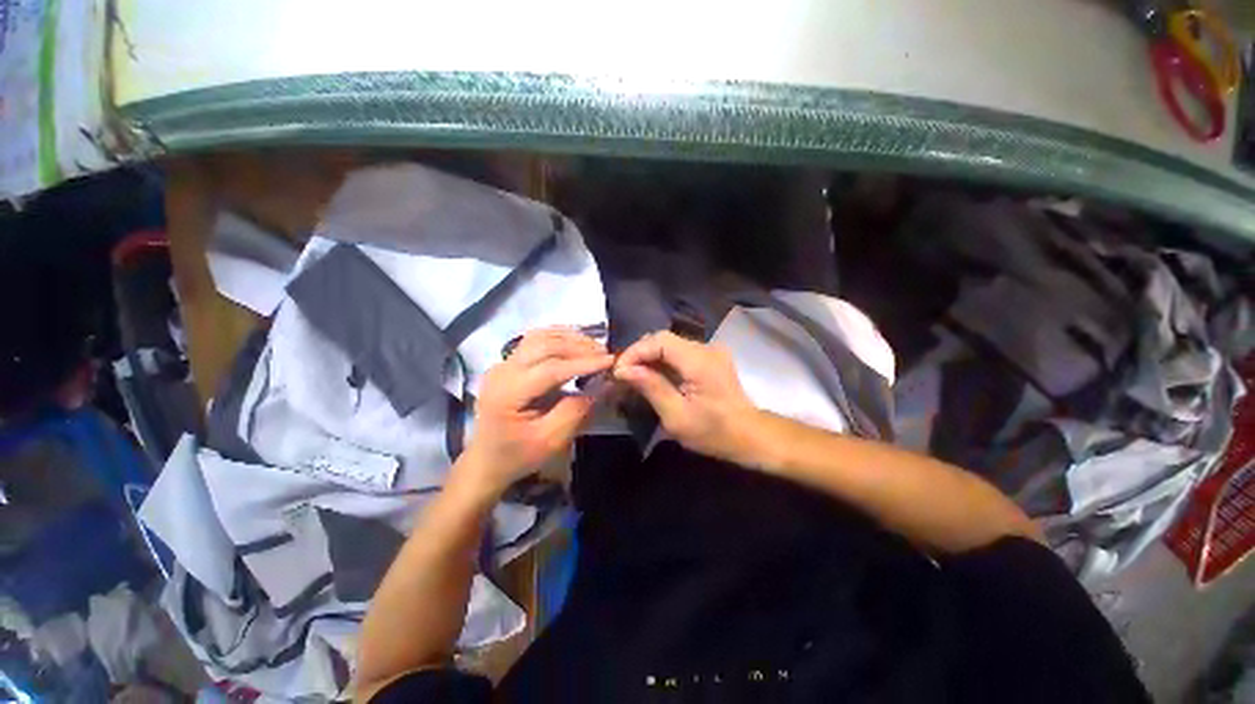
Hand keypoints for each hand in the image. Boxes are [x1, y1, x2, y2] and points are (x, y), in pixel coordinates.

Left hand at [460, 329, 613, 495]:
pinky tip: (575, 342)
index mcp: (507, 394)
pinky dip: (558, 337)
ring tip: (595, 347)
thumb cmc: (518, 455)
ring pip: (539, 337)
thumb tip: (605, 384)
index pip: (550, 368)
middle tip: (606, 354)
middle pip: (544, 346)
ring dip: (570, 338)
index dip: (583, 363)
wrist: (487, 460)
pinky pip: (535, 340)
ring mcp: (502, 363)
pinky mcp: (508, 362)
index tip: (611, 361)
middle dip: (579, 347)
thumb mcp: (551, 441)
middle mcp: (501, 371)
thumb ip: (577, 410)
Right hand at [613, 331, 759, 463]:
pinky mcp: (711, 358)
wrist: (749, 435)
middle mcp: (706, 348)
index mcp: (699, 361)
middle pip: (664, 339)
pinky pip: (680, 352)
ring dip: (650, 357)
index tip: (619, 371)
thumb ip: (651, 387)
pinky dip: (663, 361)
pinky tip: (654, 376)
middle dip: (640, 354)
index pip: (659, 340)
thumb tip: (623, 369)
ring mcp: (710, 351)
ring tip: (634, 375)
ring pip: (671, 344)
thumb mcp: (676, 416)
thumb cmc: (713, 432)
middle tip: (624, 374)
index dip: (636, 351)